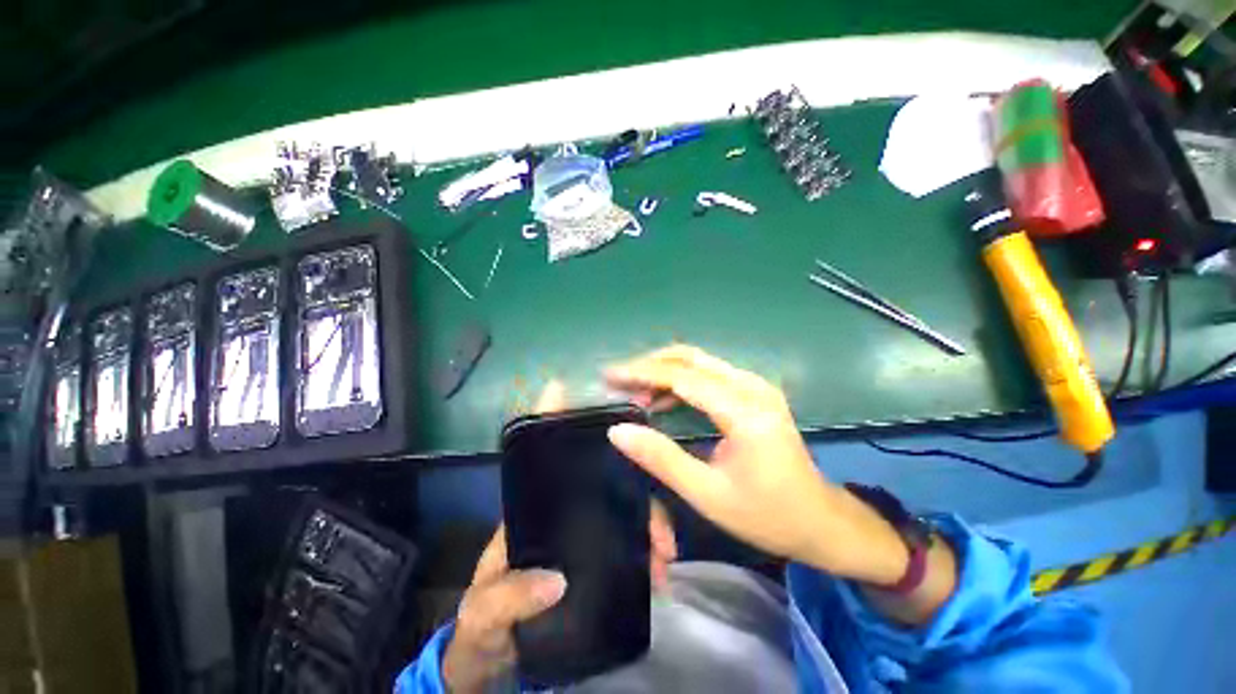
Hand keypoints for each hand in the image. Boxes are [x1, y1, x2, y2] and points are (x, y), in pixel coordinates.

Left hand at [442, 382, 676, 692]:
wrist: (495, 661)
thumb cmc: (483, 624)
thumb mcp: (485, 611)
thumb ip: (508, 597)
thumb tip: (556, 580)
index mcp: (533, 508)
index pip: (546, 454)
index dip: (555, 418)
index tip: (575, 394)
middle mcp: (563, 509)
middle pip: (604, 477)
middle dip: (635, 486)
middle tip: (659, 527)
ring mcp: (583, 531)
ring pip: (623, 507)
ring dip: (648, 523)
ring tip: (665, 556)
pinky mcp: (597, 556)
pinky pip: (628, 542)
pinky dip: (646, 551)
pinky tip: (659, 570)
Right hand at [605, 345, 909, 584]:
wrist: (820, 519)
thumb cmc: (766, 514)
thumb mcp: (707, 494)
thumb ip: (661, 459)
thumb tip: (618, 431)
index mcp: (744, 411)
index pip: (682, 377)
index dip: (642, 373)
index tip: (609, 375)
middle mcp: (752, 386)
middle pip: (691, 358)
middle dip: (649, 364)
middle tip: (618, 381)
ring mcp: (756, 386)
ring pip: (699, 361)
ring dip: (663, 370)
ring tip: (634, 392)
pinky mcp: (754, 392)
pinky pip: (709, 374)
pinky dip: (680, 380)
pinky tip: (663, 398)